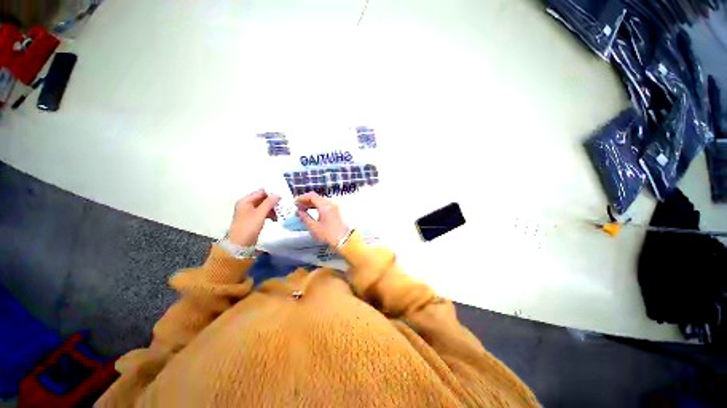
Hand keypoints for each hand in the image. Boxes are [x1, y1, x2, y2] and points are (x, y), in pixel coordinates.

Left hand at [228, 189, 279, 246]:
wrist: (240, 244)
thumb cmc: (249, 226)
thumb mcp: (260, 213)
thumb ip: (269, 203)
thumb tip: (278, 194)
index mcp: (246, 200)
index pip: (261, 192)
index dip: (272, 193)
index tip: (283, 196)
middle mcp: (247, 204)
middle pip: (263, 199)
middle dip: (273, 202)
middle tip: (284, 205)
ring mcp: (249, 212)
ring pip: (264, 206)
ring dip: (273, 209)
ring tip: (281, 213)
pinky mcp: (253, 219)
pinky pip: (263, 213)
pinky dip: (270, 214)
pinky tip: (275, 219)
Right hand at [296, 192, 349, 247]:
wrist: (345, 240)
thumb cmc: (328, 235)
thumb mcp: (313, 227)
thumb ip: (305, 217)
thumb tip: (299, 211)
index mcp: (325, 206)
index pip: (311, 196)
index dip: (302, 198)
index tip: (295, 203)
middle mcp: (331, 203)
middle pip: (317, 197)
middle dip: (306, 201)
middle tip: (298, 207)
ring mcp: (335, 207)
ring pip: (321, 201)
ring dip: (312, 204)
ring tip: (304, 210)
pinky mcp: (337, 211)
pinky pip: (325, 205)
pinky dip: (318, 207)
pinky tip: (313, 212)